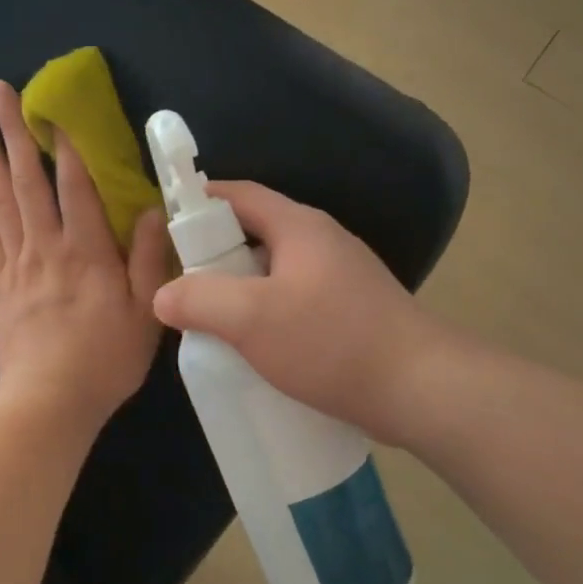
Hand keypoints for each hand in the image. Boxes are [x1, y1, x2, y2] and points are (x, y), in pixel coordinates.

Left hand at [0, 80, 169, 430]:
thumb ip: (146, 259)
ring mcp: (19, 265)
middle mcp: (46, 247)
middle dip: (13, 132)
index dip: (66, 144)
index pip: (74, 185)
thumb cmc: (105, 359)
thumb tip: (148, 211)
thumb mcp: (144, 312)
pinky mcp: (3, 285)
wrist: (49, 401)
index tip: (54, 107)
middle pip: (26, 180)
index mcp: (86, 251)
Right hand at [151, 181, 438, 442]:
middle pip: (256, 234)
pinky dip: (267, 314)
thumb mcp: (252, 318)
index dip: (200, 202)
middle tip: (181, 284)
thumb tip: (163, 295)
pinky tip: (253, 346)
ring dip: (240, 290)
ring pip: (275, 273)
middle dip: (215, 255)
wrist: (419, 388)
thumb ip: (199, 300)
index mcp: (300, 227)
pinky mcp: (351, 313)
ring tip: (209, 320)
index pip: (240, 195)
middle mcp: (323, 243)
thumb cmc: (331, 342)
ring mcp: (341, 278)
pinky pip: (295, 302)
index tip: (165, 224)